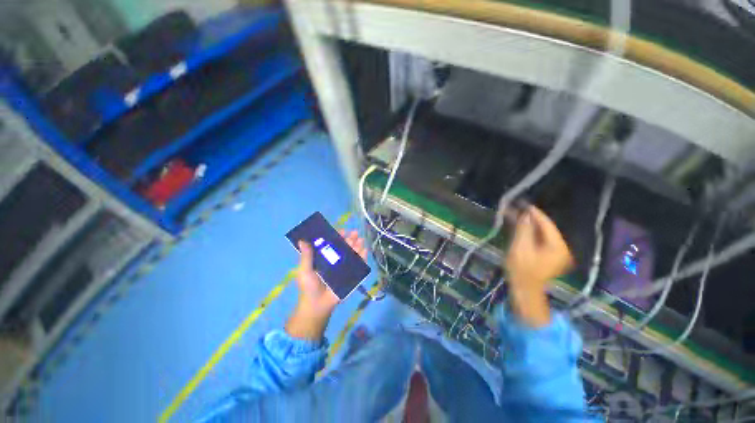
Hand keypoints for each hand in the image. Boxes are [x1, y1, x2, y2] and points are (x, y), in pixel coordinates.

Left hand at [286, 230, 366, 339]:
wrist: (317, 306)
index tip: (342, 230)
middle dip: (350, 239)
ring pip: (352, 253)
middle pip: (344, 246)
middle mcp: (335, 260)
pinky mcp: (350, 275)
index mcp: (324, 257)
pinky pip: (357, 265)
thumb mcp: (305, 271)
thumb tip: (302, 240)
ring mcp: (343, 267)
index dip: (337, 236)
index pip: (332, 243)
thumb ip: (306, 256)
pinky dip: (362, 257)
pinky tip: (365, 250)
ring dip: (357, 246)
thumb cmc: (309, 287)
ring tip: (361, 240)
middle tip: (355, 233)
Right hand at [506, 206, 573, 290]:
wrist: (523, 289)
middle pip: (544, 228)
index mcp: (557, 246)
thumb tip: (525, 214)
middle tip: (517, 208)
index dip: (535, 214)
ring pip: (540, 233)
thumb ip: (524, 229)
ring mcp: (553, 252)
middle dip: (529, 218)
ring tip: (514, 215)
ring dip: (526, 224)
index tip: (524, 204)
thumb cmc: (522, 269)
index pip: (547, 225)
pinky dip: (527, 232)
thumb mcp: (521, 247)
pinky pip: (537, 239)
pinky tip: (517, 225)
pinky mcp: (546, 254)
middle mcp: (559, 247)